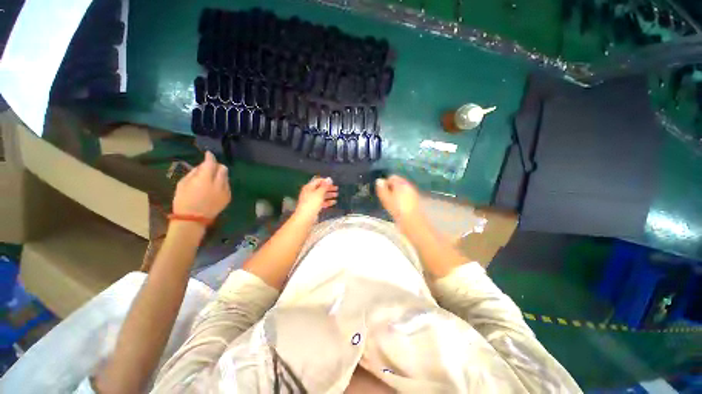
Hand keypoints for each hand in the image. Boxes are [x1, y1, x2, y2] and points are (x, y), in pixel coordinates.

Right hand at [173, 151, 230, 218]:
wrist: (193, 219)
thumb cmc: (184, 201)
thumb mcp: (183, 184)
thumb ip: (194, 173)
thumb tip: (201, 167)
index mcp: (205, 179)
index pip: (211, 164)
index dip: (210, 157)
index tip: (208, 154)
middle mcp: (219, 184)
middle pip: (223, 169)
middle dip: (217, 166)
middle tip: (210, 168)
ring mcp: (226, 191)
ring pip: (226, 177)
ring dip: (220, 175)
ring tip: (211, 179)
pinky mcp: (228, 197)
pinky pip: (227, 186)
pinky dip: (222, 184)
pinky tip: (214, 188)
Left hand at [294, 176, 338, 222]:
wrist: (305, 217)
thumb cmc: (312, 203)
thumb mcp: (319, 193)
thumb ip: (325, 186)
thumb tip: (329, 179)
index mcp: (309, 187)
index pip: (318, 181)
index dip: (325, 181)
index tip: (333, 182)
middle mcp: (309, 192)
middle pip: (320, 188)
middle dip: (329, 188)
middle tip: (337, 189)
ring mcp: (311, 200)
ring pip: (321, 195)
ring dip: (329, 195)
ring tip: (337, 195)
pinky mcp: (314, 207)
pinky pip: (321, 202)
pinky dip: (327, 202)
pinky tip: (334, 202)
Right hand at [375, 175, 423, 225]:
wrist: (413, 222)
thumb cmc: (397, 209)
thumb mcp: (386, 199)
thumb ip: (382, 189)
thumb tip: (379, 180)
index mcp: (401, 183)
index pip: (392, 177)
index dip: (385, 183)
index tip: (381, 192)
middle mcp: (408, 185)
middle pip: (398, 183)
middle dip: (391, 188)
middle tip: (385, 198)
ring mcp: (413, 193)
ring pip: (403, 190)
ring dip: (397, 194)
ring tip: (391, 204)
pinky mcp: (416, 201)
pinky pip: (407, 196)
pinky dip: (402, 199)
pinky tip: (399, 207)